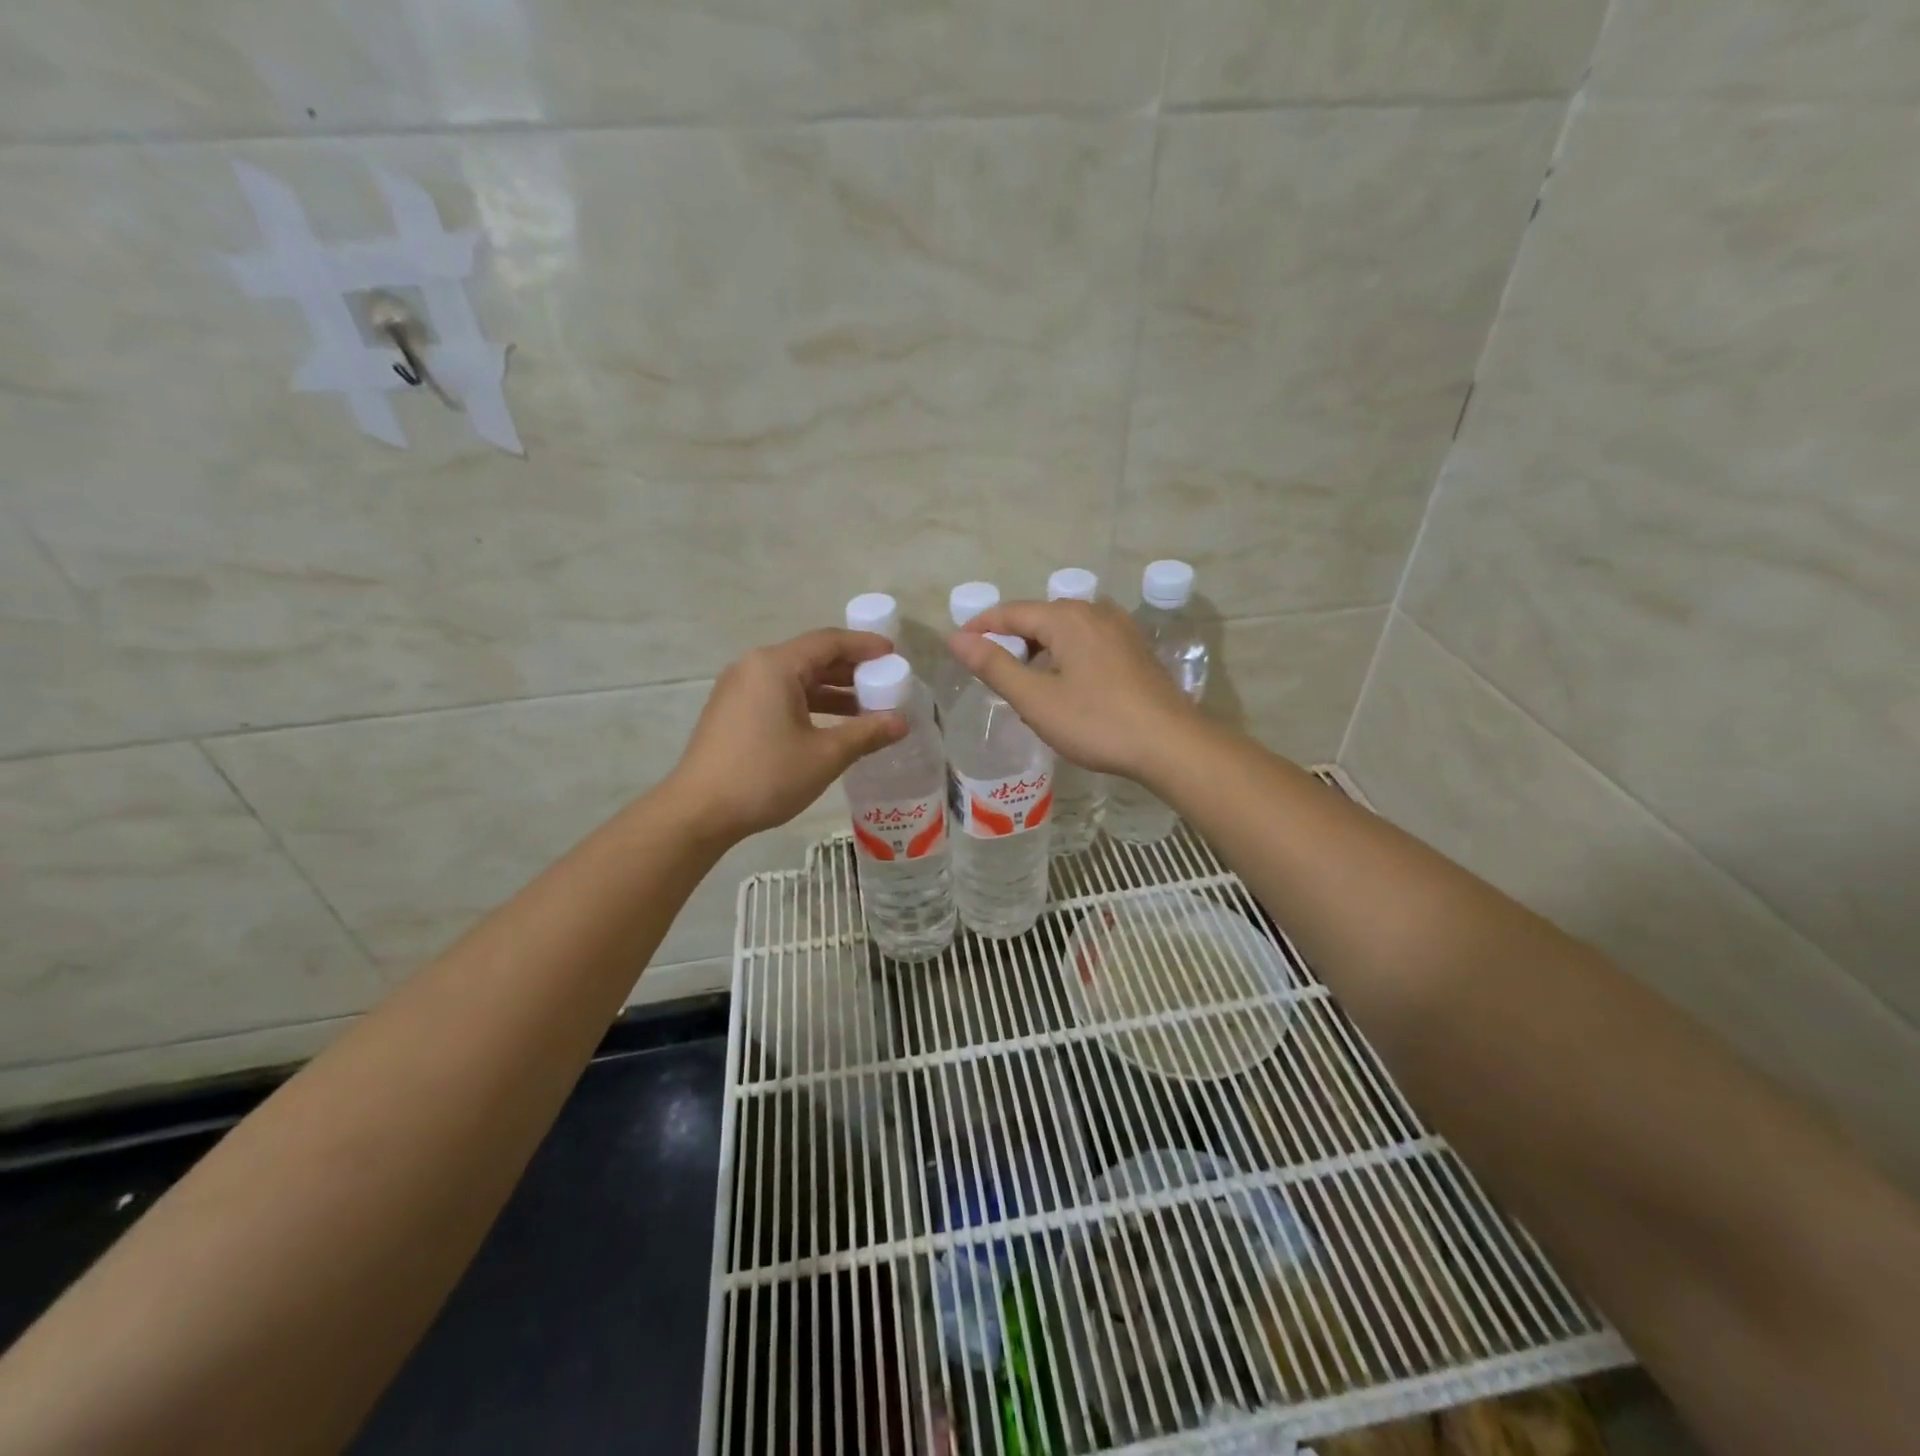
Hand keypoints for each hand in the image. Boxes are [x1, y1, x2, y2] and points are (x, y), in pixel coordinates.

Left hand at [666, 630, 906, 843]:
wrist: (699, 811)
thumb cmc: (765, 776)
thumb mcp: (825, 755)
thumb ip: (867, 733)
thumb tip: (902, 722)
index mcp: (776, 666)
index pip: (829, 642)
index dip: (865, 646)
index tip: (894, 655)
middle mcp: (754, 667)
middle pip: (811, 657)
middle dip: (851, 670)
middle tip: (885, 683)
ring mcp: (739, 689)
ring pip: (795, 679)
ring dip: (831, 690)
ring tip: (866, 709)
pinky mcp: (732, 711)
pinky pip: (779, 695)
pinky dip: (808, 703)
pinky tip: (831, 725)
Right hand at [948, 599, 1202, 781]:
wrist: (1170, 744)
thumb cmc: (1096, 722)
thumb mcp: (1036, 698)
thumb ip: (994, 666)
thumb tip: (956, 639)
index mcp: (1067, 618)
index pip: (1011, 612)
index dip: (981, 627)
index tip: (957, 645)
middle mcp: (1095, 612)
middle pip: (1040, 618)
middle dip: (1011, 639)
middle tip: (988, 669)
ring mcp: (1120, 630)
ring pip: (1065, 631)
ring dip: (1039, 650)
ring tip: (1022, 680)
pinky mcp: (1134, 650)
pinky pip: (1087, 643)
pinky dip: (1065, 656)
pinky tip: (1062, 684)